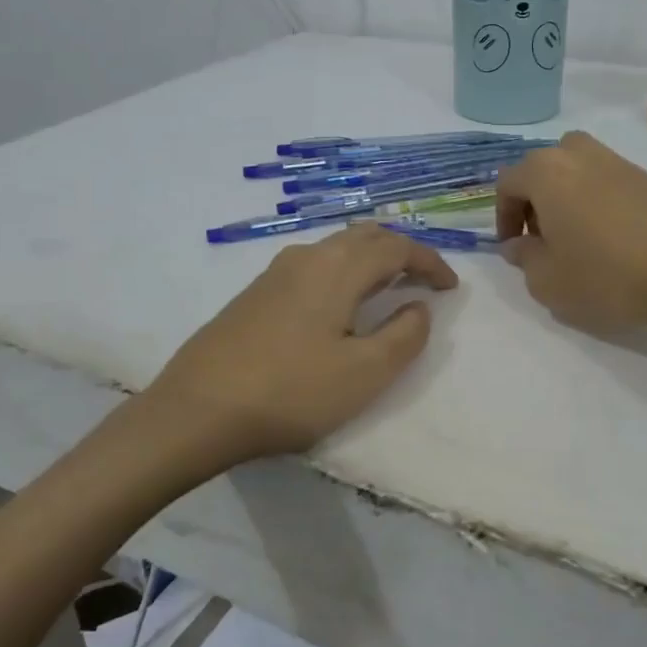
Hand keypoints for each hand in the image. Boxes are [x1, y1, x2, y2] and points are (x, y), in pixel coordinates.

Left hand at [145, 224, 458, 465]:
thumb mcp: (364, 373)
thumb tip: (418, 307)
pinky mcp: (255, 292)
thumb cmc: (291, 392)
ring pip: (336, 248)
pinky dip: (342, 271)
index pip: (396, 247)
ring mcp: (275, 272)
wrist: (196, 410)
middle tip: (422, 281)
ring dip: (369, 260)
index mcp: (338, 268)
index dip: (429, 262)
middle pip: (365, 237)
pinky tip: (338, 305)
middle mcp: (307, 257)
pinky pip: (313, 265)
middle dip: (401, 252)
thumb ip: (404, 336)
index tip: (450, 288)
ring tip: (386, 289)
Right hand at [495, 132, 646, 334]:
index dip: (502, 216)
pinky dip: (598, 200)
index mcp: (546, 172)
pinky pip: (607, 180)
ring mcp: (618, 161)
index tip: (513, 246)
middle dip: (534, 201)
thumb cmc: (606, 276)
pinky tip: (613, 237)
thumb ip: (523, 257)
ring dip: (566, 196)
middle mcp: (579, 154)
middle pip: (542, 168)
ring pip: (576, 169)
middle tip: (543, 239)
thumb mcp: (547, 281)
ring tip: (577, 236)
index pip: (508, 183)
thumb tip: (518, 244)